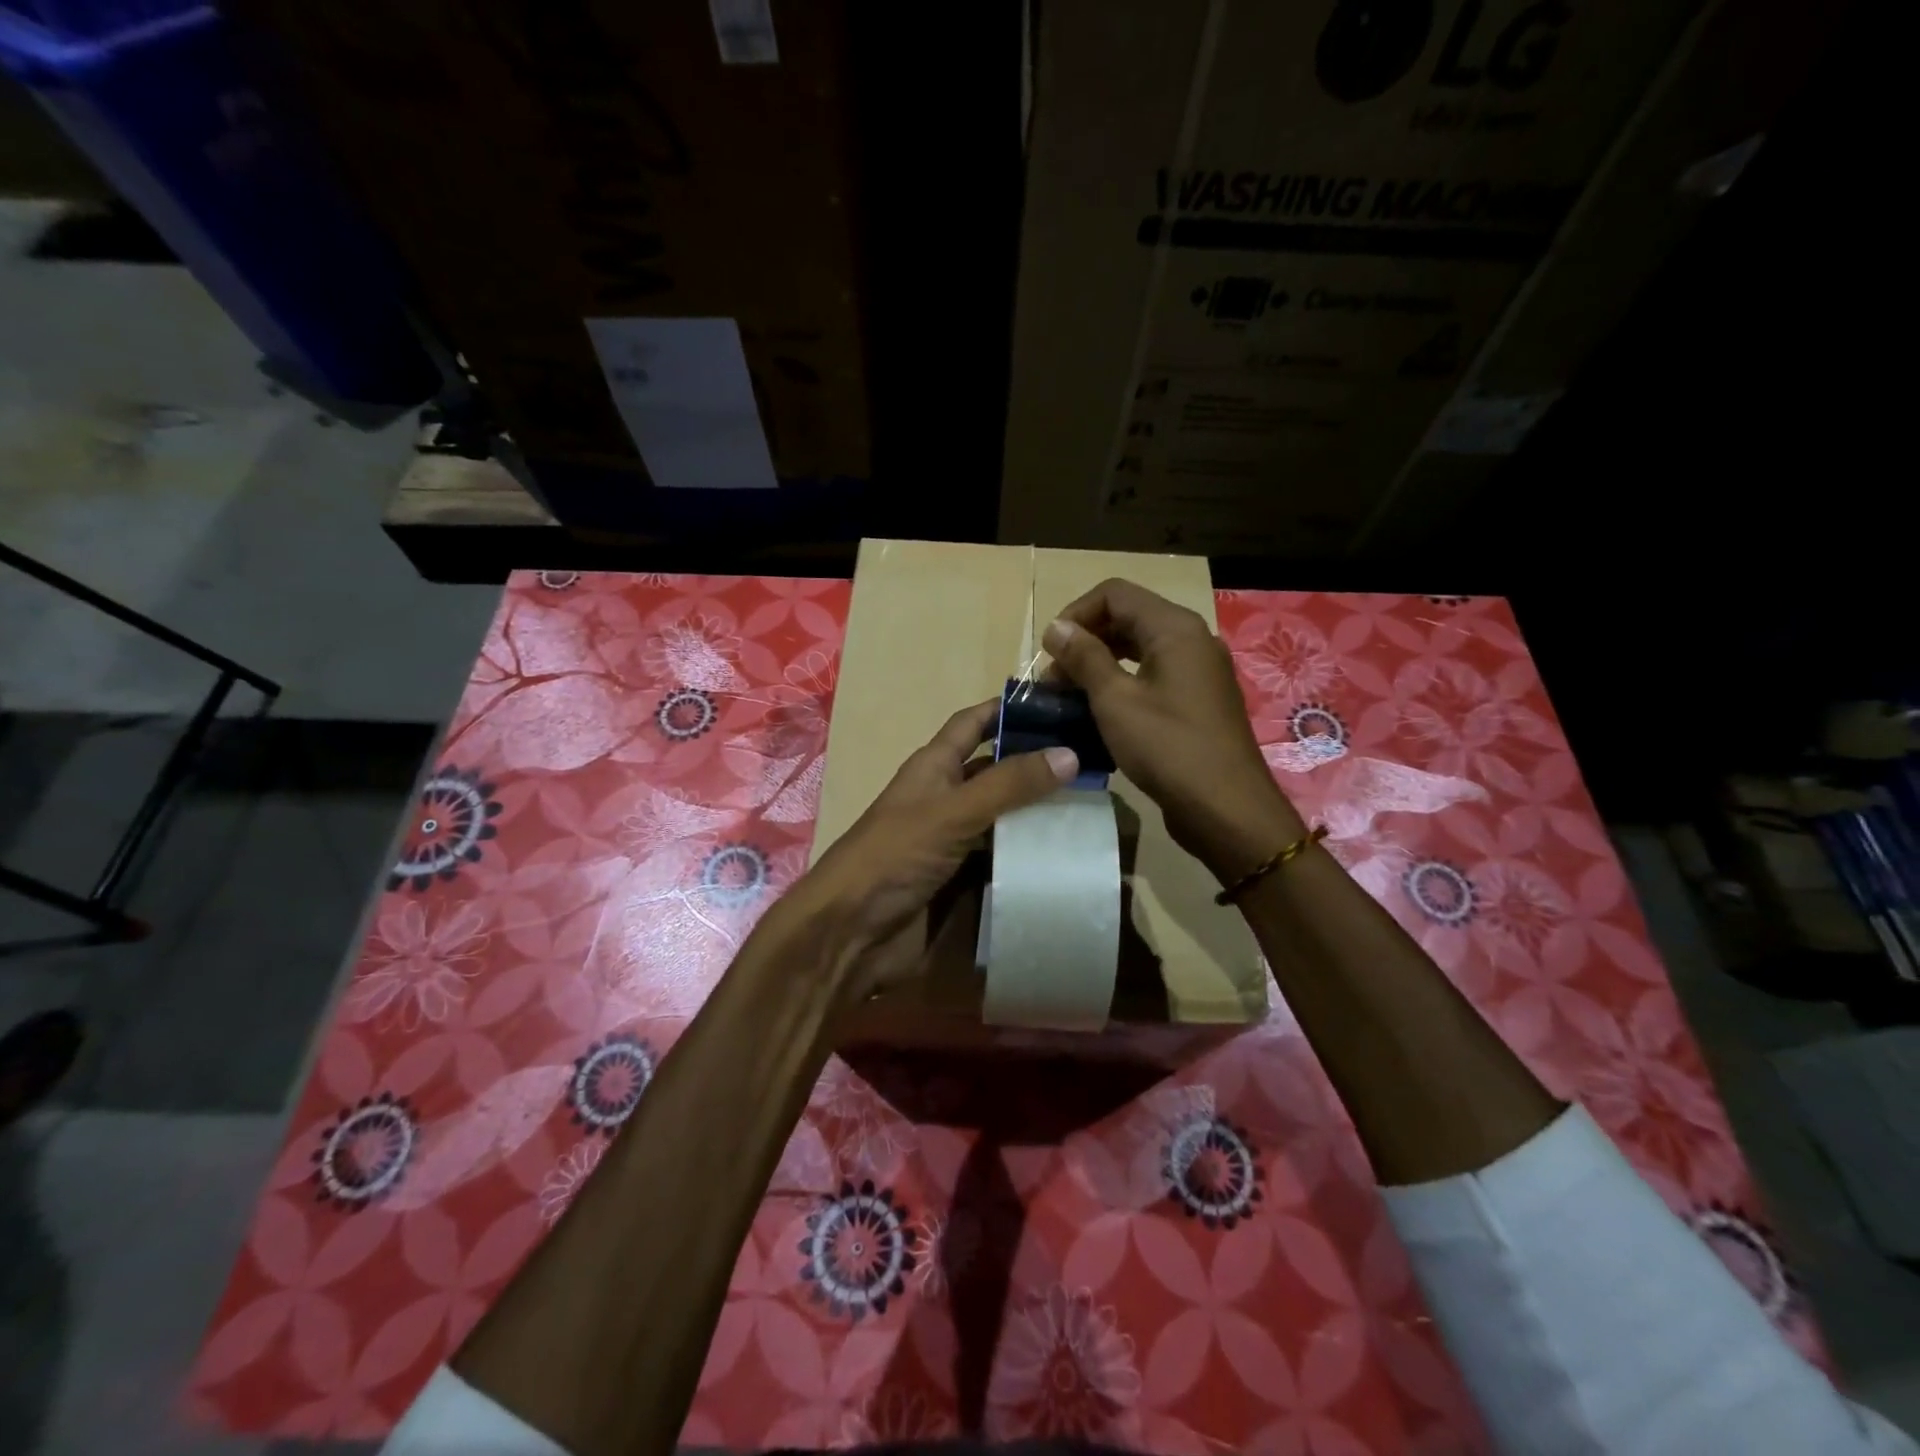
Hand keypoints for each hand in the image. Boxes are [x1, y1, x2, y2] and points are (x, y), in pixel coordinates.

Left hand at [773, 699, 1077, 1001]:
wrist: (851, 933)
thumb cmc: (894, 856)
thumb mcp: (952, 812)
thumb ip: (1008, 785)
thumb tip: (1070, 753)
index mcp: (933, 767)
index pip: (973, 724)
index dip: (1007, 709)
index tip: (1058, 703)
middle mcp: (946, 798)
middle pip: (997, 771)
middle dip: (1038, 765)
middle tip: (1094, 762)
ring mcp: (954, 841)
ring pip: (1005, 817)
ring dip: (1040, 813)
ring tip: (1095, 807)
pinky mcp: (963, 880)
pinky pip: (1004, 859)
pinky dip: (1031, 856)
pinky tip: (1070, 855)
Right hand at [1043, 579, 1304, 880]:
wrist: (1226, 808)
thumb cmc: (1167, 748)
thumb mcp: (1115, 700)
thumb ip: (1084, 657)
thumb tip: (1056, 627)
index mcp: (1174, 628)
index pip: (1114, 594)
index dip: (1075, 614)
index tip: (1049, 652)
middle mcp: (1192, 639)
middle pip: (1128, 618)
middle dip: (1086, 642)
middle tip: (1055, 680)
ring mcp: (1199, 670)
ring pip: (1140, 649)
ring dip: (1101, 665)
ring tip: (1071, 697)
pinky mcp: (1199, 700)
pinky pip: (1154, 676)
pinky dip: (1123, 684)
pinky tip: (1102, 713)